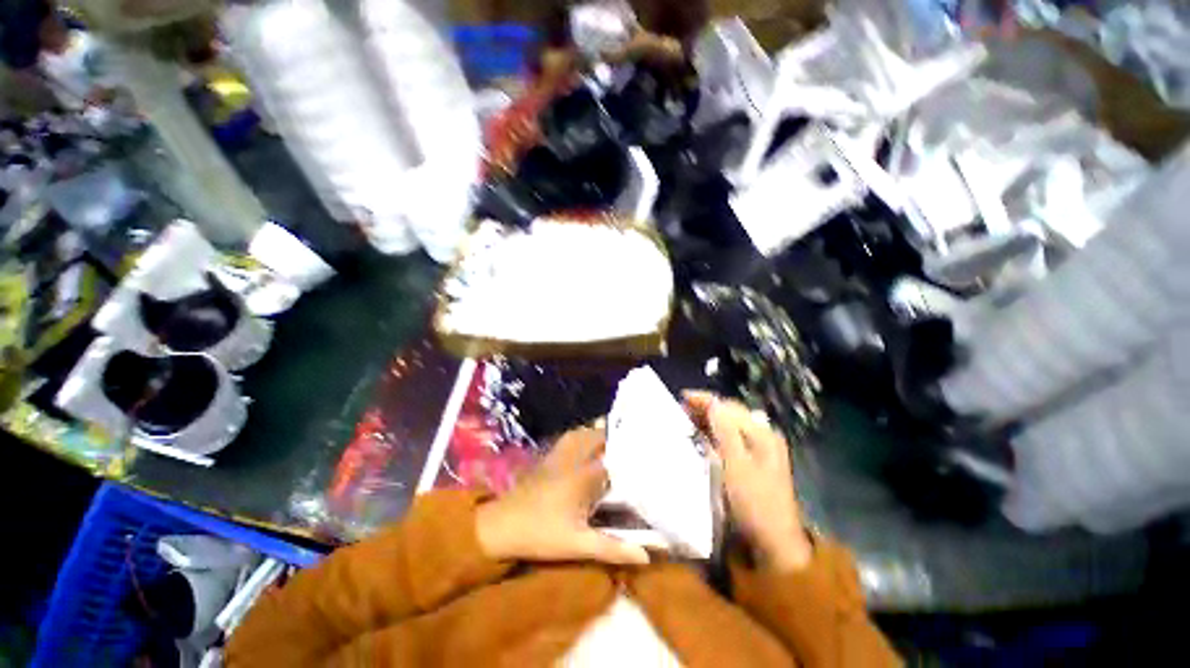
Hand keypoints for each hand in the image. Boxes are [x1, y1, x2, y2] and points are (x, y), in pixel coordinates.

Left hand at [476, 427, 648, 565]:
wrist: (501, 526)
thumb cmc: (541, 535)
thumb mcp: (578, 545)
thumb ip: (613, 548)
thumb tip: (646, 556)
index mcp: (583, 476)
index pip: (613, 458)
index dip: (630, 455)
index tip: (645, 456)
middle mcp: (573, 458)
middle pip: (598, 438)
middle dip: (615, 439)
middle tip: (632, 446)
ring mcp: (558, 455)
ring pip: (582, 434)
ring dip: (598, 434)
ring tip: (613, 441)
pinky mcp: (548, 457)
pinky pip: (568, 438)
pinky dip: (581, 435)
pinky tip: (586, 442)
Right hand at [685, 392, 812, 571]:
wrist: (773, 542)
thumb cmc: (754, 503)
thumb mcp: (736, 465)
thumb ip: (725, 431)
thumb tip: (712, 402)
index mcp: (762, 434)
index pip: (729, 407)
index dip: (705, 400)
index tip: (682, 397)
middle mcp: (763, 436)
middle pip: (730, 413)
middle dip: (706, 408)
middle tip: (682, 408)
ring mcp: (760, 449)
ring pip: (729, 425)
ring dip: (709, 419)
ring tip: (688, 419)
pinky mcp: (753, 461)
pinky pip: (731, 438)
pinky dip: (714, 433)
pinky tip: (703, 436)